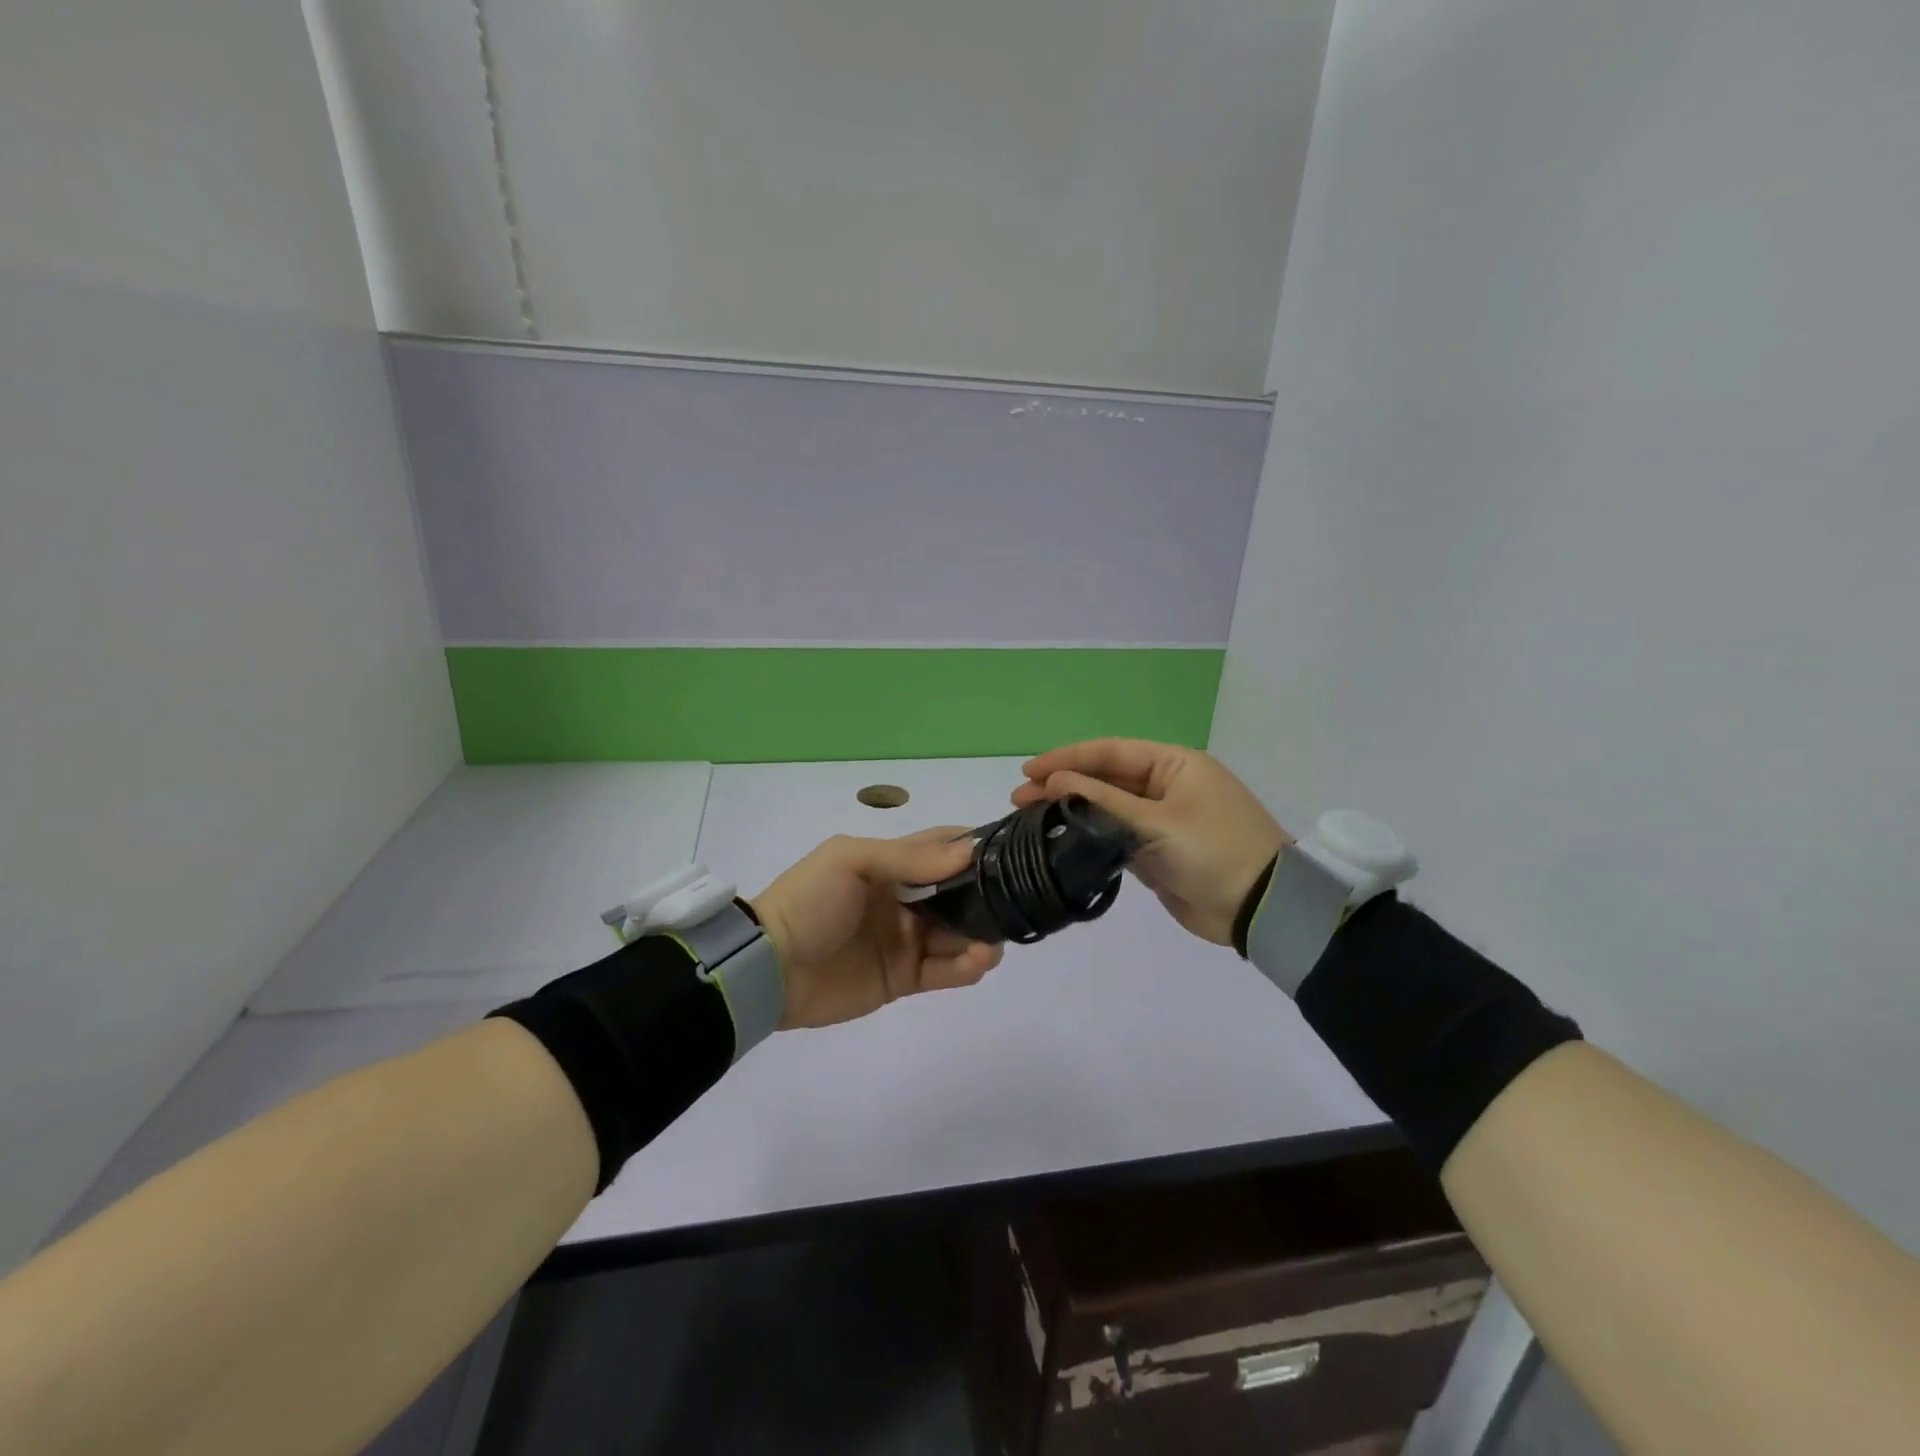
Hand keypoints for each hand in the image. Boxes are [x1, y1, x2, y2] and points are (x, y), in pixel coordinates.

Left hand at [751, 828, 1004, 1029]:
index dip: (974, 848)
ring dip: (983, 935)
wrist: (768, 968)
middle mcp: (904, 899)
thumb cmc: (810, 901)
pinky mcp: (903, 978)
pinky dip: (966, 967)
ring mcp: (905, 940)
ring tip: (992, 942)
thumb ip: (909, 858)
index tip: (1011, 851)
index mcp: (890, 865)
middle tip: (1015, 903)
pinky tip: (977, 961)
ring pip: (959, 934)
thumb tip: (969, 851)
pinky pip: (944, 971)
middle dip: (988, 896)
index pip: (941, 849)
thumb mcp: (851, 861)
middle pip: (959, 894)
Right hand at [1012, 739, 1288, 945]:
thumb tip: (1054, 782)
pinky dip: (1087, 838)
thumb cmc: (1214, 851)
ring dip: (1070, 813)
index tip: (1028, 770)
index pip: (1110, 752)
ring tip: (1028, 819)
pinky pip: (1114, 837)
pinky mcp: (1155, 852)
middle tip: (1018, 799)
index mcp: (1174, 765)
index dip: (1067, 758)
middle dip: (1062, 786)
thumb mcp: (1158, 821)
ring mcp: (1159, 821)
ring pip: (1105, 809)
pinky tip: (1058, 842)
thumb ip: (1102, 801)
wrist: (1261, 909)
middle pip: (1104, 779)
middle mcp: (1165, 786)